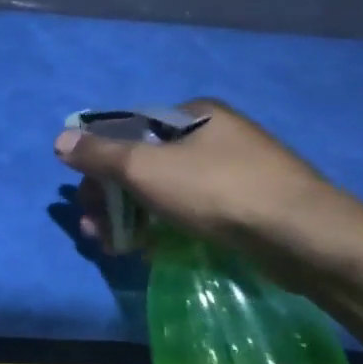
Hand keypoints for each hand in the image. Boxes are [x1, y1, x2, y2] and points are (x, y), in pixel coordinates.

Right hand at [54, 97, 362, 279]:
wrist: (302, 235)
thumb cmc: (217, 190)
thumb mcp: (146, 168)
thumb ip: (100, 154)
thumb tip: (60, 139)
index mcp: (192, 114)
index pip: (128, 130)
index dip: (98, 163)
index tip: (84, 199)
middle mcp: (213, 134)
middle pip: (145, 162)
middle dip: (112, 197)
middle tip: (96, 231)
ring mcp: (234, 169)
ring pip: (166, 190)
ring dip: (133, 216)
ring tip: (118, 247)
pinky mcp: (247, 204)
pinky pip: (191, 209)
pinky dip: (165, 225)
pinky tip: (153, 249)